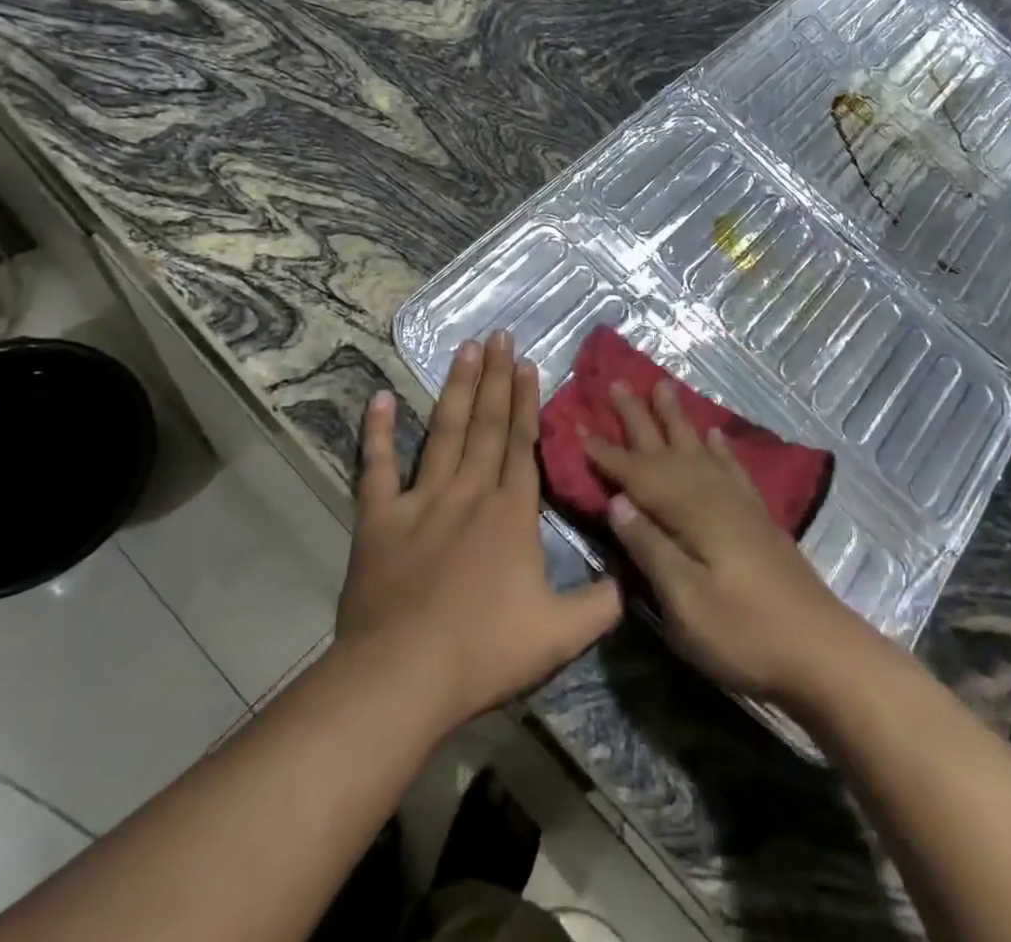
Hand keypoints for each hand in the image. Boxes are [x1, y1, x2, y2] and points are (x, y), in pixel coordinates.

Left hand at [338, 332, 621, 730]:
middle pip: (486, 424)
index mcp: (511, 512)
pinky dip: (376, 432)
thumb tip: (634, 581)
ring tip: (466, 349)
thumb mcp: (561, 634)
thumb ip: (602, 604)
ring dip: (455, 388)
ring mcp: (421, 501)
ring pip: (442, 431)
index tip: (527, 363)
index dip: (525, 401)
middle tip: (499, 334)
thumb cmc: (484, 652)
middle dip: (495, 377)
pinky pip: (376, 467)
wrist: (403, 677)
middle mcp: (469, 492)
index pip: (522, 443)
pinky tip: (379, 398)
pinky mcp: (378, 520)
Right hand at [583, 381, 865, 706]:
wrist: (821, 651)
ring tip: (664, 387)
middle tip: (619, 382)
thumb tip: (617, 500)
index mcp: (691, 513)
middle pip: (668, 449)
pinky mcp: (758, 517)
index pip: (638, 475)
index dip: (607, 453)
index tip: (579, 424)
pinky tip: (714, 434)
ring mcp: (740, 504)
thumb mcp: (686, 603)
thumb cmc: (744, 634)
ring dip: (678, 419)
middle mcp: (714, 495)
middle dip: (640, 417)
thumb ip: (651, 548)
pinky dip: (720, 448)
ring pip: (699, 449)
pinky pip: (732, 468)